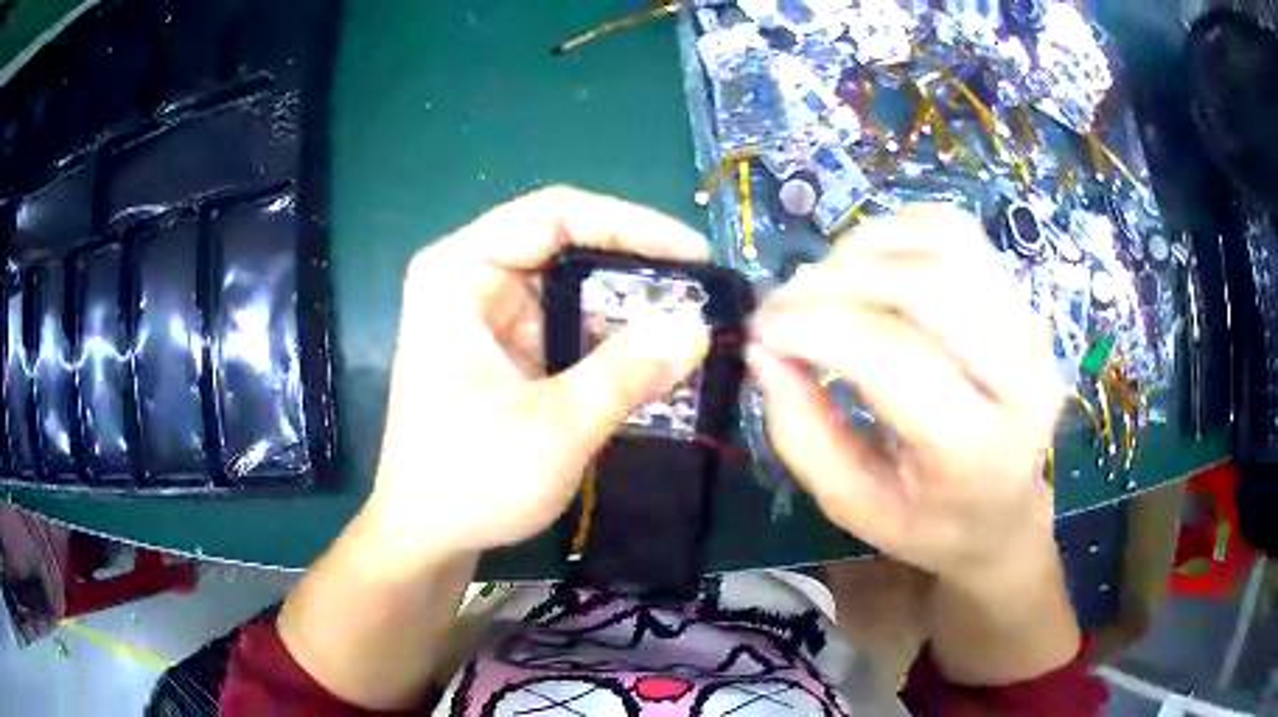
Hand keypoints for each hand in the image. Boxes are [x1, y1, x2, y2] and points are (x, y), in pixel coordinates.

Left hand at [366, 187, 710, 564]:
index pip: (554, 214)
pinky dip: (614, 342)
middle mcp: (473, 279)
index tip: (694, 254)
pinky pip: (572, 327)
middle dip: (638, 271)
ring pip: (577, 289)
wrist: (427, 538)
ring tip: (695, 328)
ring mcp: (491, 316)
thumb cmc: (470, 480)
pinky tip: (659, 361)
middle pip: (569, 247)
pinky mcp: (508, 351)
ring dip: (632, 311)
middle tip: (703, 295)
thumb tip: (699, 326)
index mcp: (459, 271)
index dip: (631, 225)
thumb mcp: (554, 427)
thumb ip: (628, 371)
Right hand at [749, 205, 1064, 587]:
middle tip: (782, 306)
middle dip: (832, 282)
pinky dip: (899, 232)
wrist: (1006, 511)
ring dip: (864, 250)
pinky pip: (956, 232)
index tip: (760, 330)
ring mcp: (1031, 327)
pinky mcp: (1024, 299)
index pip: (893, 356)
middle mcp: (1023, 376)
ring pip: (941, 245)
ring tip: (824, 285)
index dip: (815, 327)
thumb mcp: (853, 506)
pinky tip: (870, 265)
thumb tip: (763, 350)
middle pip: (921, 287)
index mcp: (979, 450)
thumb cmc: (929, 522)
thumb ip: (802, 434)